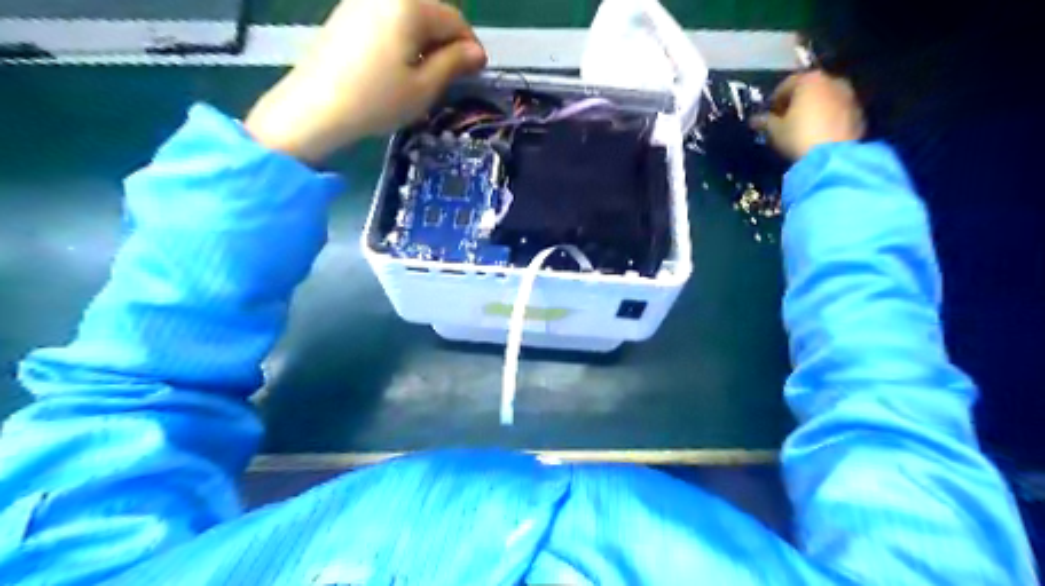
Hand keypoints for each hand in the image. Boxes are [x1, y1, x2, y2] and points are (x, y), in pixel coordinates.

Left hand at [247, 1, 487, 164]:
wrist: (314, 108)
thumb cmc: (377, 100)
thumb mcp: (425, 87)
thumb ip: (454, 63)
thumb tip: (477, 52)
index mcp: (409, 5)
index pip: (454, 19)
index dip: (470, 47)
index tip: (475, 74)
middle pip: (431, 13)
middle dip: (447, 43)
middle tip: (450, 78)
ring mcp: (361, 1)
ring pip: (409, 17)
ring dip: (425, 43)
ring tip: (424, 76)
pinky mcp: (346, 14)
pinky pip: (388, 20)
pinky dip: (402, 40)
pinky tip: (398, 68)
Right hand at [760, 71, 866, 160]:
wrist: (833, 156)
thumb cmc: (798, 136)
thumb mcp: (774, 131)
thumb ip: (765, 121)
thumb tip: (756, 119)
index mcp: (809, 80)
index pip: (787, 84)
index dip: (775, 100)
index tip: (768, 114)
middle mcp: (832, 81)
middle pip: (809, 89)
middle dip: (796, 102)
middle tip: (785, 120)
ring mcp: (849, 96)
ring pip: (825, 99)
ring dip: (813, 110)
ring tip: (802, 128)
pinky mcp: (859, 113)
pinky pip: (837, 112)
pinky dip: (827, 118)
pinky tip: (818, 134)